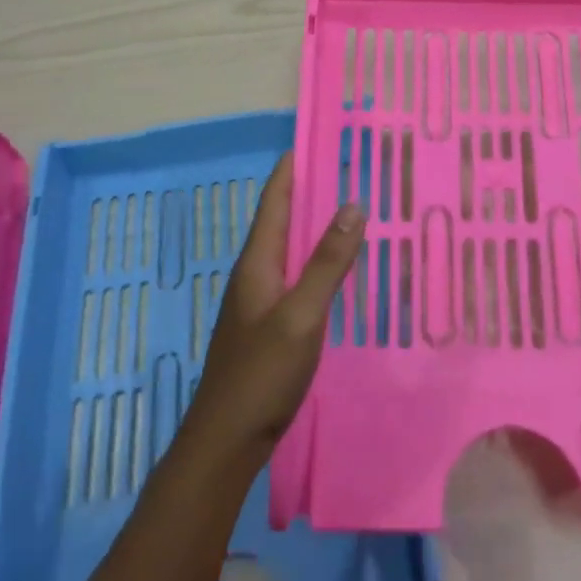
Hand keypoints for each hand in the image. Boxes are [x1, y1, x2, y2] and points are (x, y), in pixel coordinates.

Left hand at [185, 153, 362, 464]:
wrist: (227, 440)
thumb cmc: (262, 373)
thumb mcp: (301, 314)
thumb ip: (327, 262)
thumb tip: (352, 204)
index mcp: (257, 262)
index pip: (274, 200)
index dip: (292, 169)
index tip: (317, 140)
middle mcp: (255, 273)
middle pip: (282, 220)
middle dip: (309, 192)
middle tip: (348, 170)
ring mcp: (260, 301)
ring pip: (290, 249)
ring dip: (315, 226)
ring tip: (350, 210)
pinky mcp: (270, 324)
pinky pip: (296, 276)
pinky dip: (317, 260)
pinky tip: (338, 270)